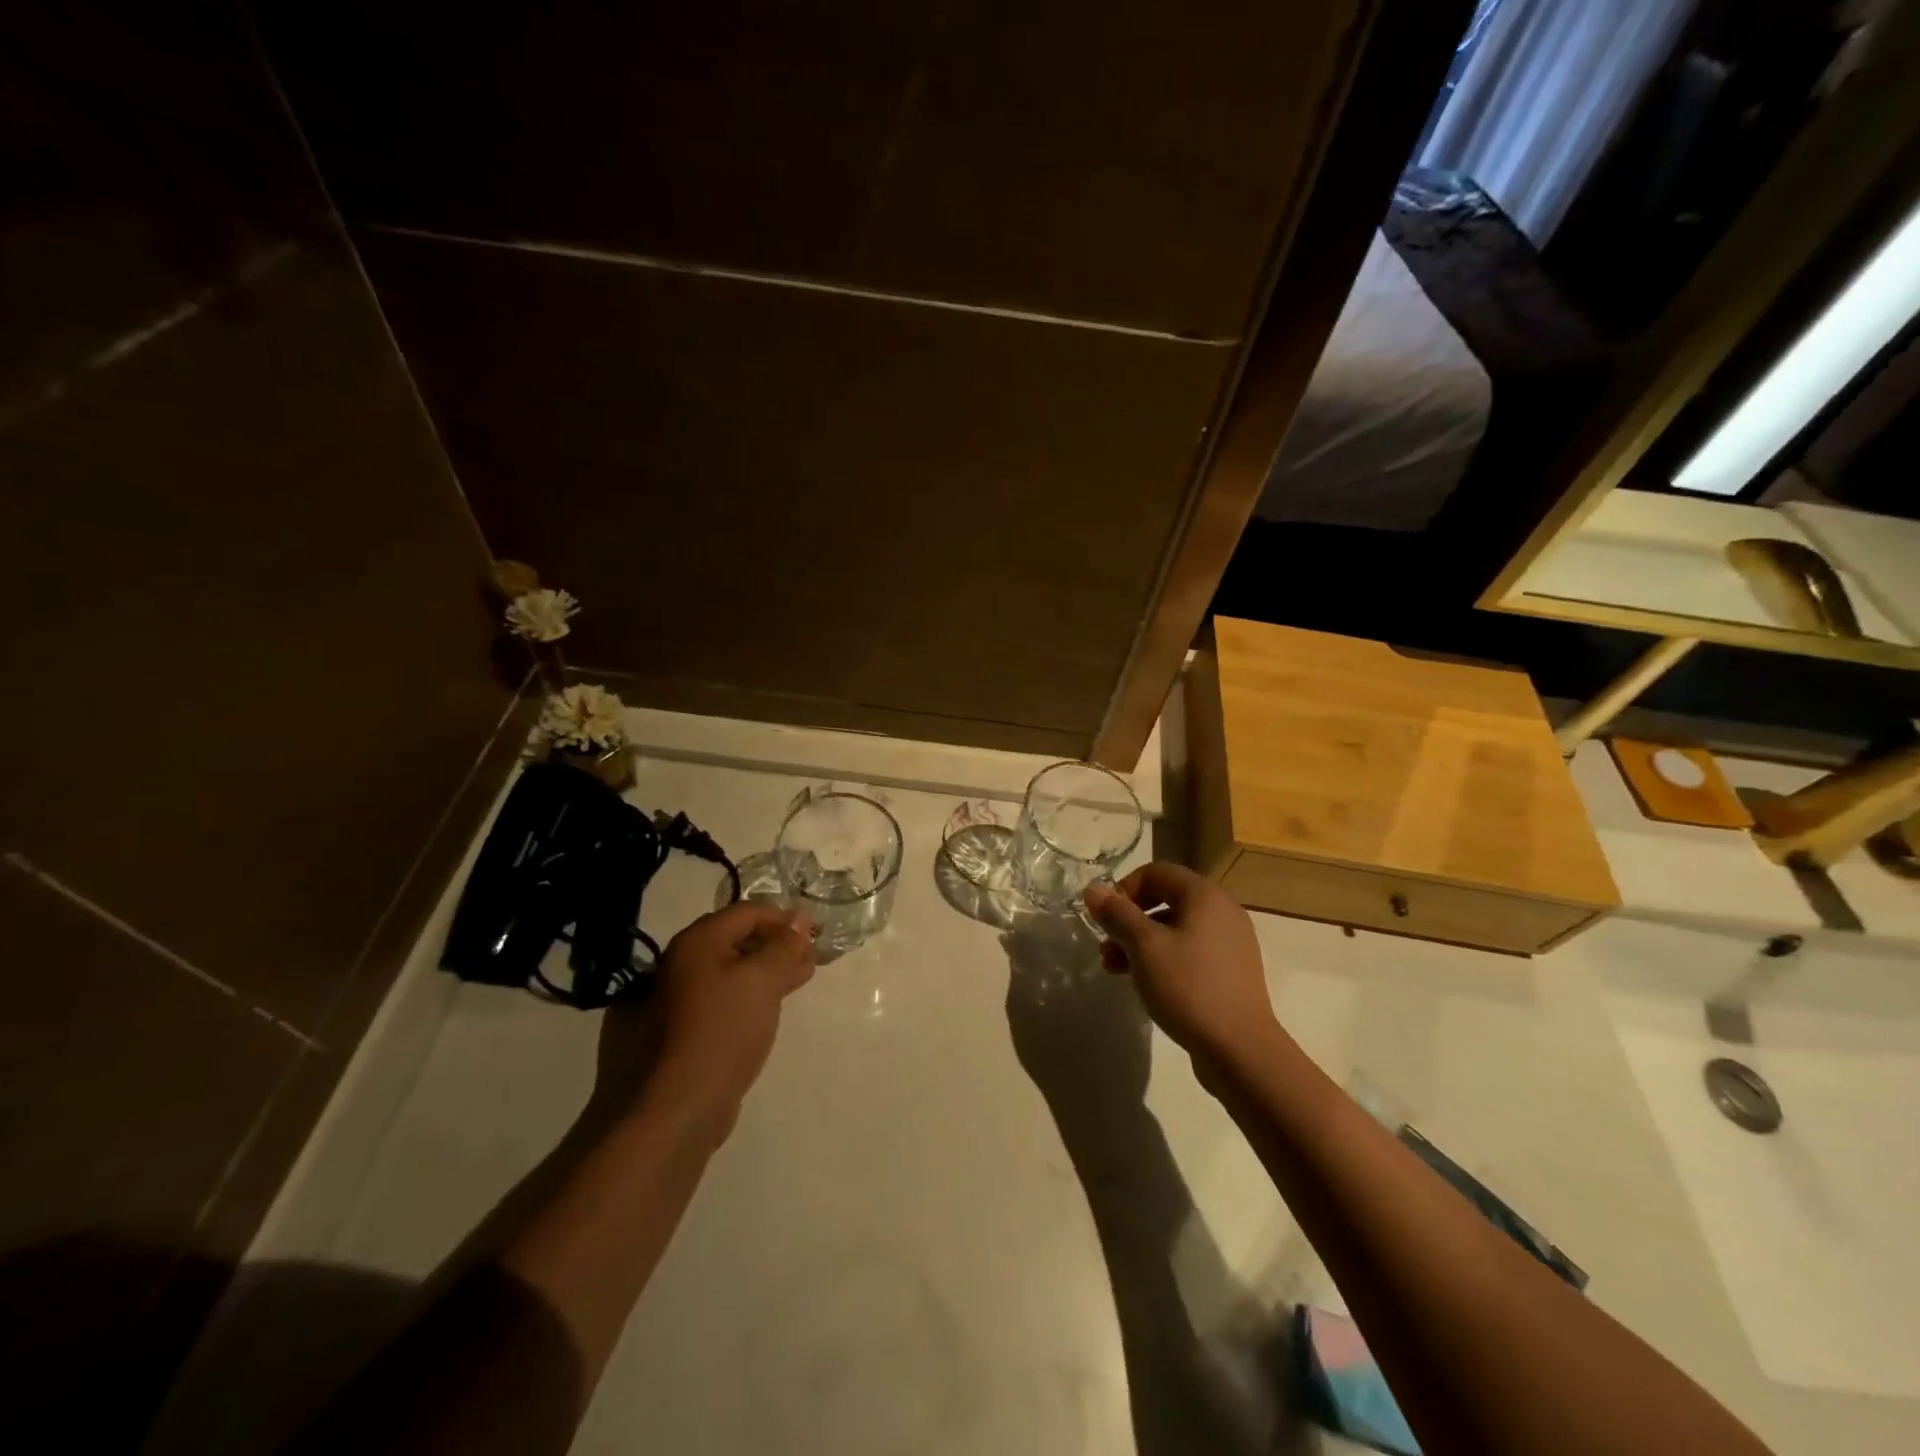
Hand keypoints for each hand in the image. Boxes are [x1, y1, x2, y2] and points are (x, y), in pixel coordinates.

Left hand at [621, 901, 815, 1133]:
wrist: (674, 1109)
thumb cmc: (722, 1032)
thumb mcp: (763, 981)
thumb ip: (784, 946)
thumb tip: (799, 917)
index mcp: (696, 942)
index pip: (747, 912)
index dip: (784, 919)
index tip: (814, 936)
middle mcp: (679, 962)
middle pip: (737, 939)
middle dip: (776, 946)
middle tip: (809, 962)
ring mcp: (674, 999)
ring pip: (730, 972)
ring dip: (765, 972)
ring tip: (796, 984)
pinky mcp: (677, 1032)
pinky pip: (719, 999)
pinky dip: (747, 996)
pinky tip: (767, 1011)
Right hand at [1083, 864, 1276, 1069]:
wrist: (1241, 1050)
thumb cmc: (1188, 987)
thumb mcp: (1143, 947)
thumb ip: (1117, 914)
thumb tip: (1093, 889)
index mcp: (1205, 895)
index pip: (1156, 872)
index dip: (1125, 888)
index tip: (1105, 918)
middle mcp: (1223, 911)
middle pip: (1165, 900)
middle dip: (1129, 920)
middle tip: (1106, 945)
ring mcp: (1230, 943)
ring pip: (1175, 928)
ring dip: (1140, 942)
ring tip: (1115, 969)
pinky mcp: (1231, 971)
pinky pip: (1190, 951)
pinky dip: (1163, 958)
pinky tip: (1145, 983)